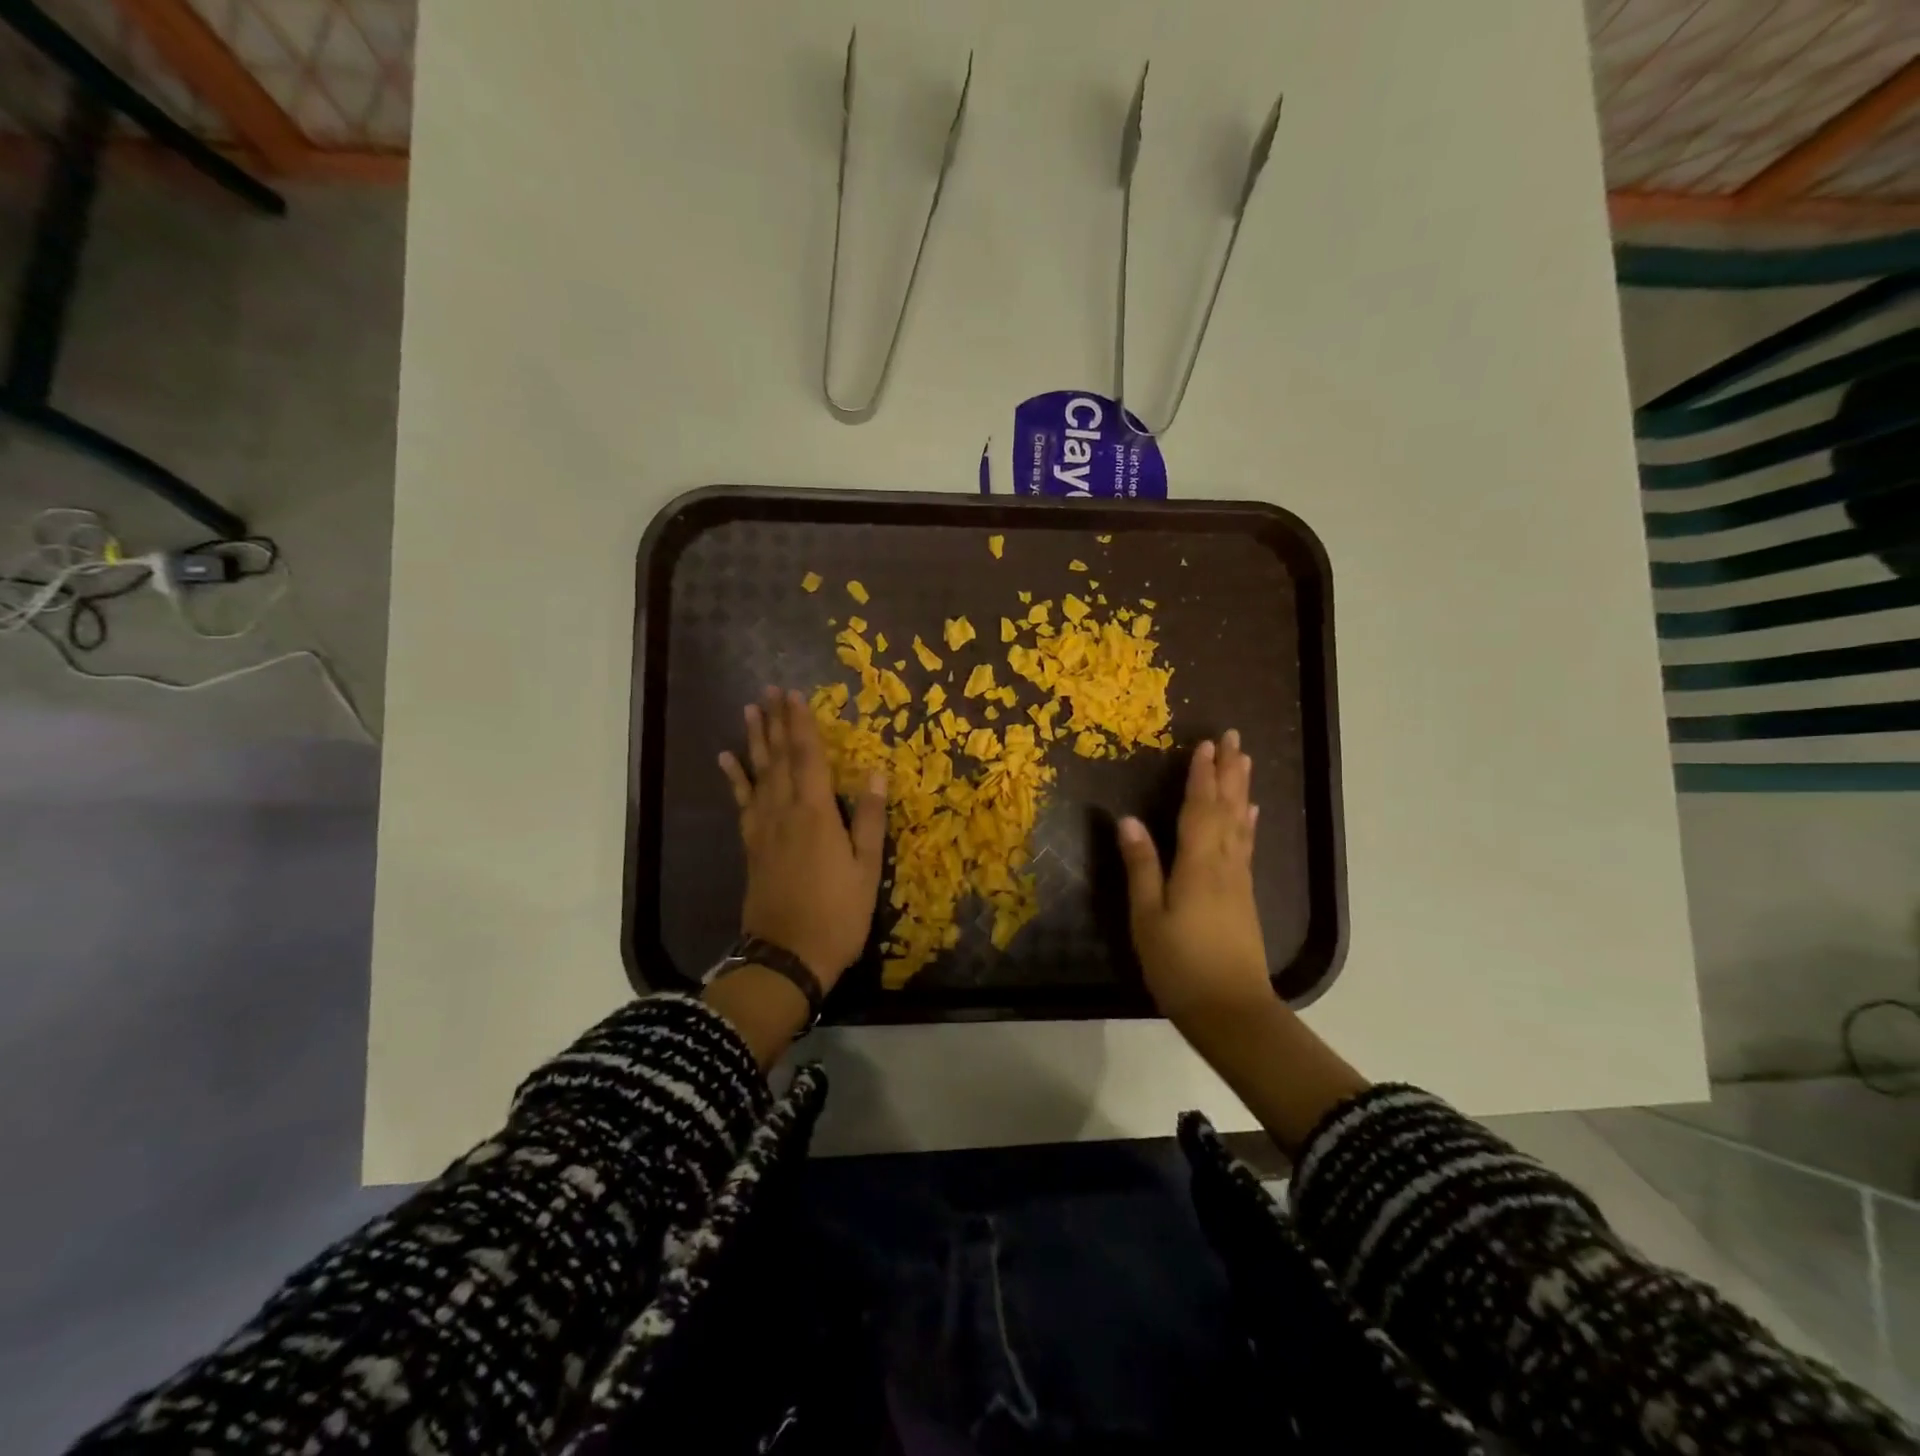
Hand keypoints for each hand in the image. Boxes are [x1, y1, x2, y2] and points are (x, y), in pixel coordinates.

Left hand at [718, 687, 887, 990]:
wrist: (788, 956)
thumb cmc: (838, 914)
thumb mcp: (866, 868)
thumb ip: (868, 818)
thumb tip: (874, 772)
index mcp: (816, 813)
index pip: (809, 757)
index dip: (803, 724)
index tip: (795, 695)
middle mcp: (785, 811)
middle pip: (780, 758)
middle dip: (776, 721)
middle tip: (770, 690)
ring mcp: (764, 828)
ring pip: (759, 773)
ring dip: (755, 740)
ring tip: (750, 711)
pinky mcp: (752, 845)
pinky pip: (742, 802)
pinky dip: (735, 778)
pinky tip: (727, 760)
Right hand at [1116, 730, 1269, 1026]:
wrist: (1231, 1011)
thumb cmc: (1180, 965)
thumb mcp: (1148, 917)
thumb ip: (1141, 867)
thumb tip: (1128, 820)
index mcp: (1198, 865)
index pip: (1199, 809)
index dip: (1201, 776)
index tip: (1205, 744)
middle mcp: (1224, 864)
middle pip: (1227, 809)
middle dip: (1229, 772)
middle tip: (1233, 738)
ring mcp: (1238, 881)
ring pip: (1240, 824)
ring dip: (1241, 790)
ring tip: (1245, 761)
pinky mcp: (1244, 897)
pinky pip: (1246, 846)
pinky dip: (1248, 824)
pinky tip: (1251, 815)